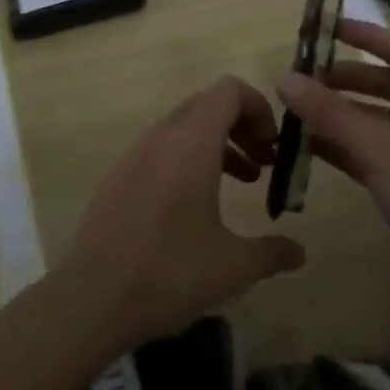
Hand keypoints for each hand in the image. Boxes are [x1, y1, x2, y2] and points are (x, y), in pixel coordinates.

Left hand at [67, 75, 306, 347]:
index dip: (259, 107)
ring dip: (216, 145)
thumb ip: (272, 252)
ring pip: (183, 129)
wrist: (91, 299)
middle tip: (263, 164)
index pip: (229, 90)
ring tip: (242, 184)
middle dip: (241, 126)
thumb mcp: (233, 266)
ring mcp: (133, 156)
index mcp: (191, 142)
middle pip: (207, 105)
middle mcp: (160, 138)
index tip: (273, 147)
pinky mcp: (117, 179)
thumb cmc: (170, 272)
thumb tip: (299, 252)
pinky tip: (196, 209)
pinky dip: (187, 162)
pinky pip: (160, 152)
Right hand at [277, 20, 389, 317]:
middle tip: (299, 77)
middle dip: (344, 80)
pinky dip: (346, 147)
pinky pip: (376, 152)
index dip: (362, 35)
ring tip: (296, 110)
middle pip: (387, 83)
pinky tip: (308, 148)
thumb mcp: (383, 151)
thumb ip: (332, 114)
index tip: (323, 27)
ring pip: (379, 119)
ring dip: (341, 115)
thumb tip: (286, 79)